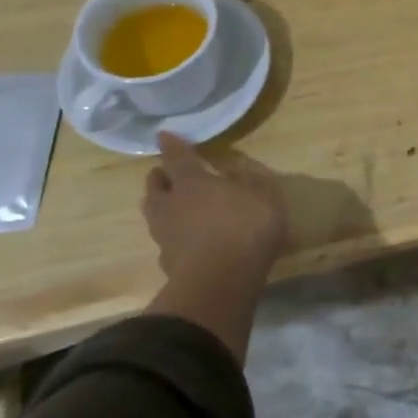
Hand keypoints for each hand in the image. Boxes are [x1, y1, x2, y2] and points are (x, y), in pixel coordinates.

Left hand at [143, 132, 288, 356]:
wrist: (220, 282)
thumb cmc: (246, 227)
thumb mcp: (264, 195)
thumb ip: (250, 179)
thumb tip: (234, 168)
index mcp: (193, 182)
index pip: (177, 157)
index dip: (172, 145)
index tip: (163, 134)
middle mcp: (172, 204)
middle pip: (155, 186)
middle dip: (160, 177)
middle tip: (168, 174)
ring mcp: (165, 235)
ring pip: (154, 214)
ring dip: (160, 206)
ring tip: (172, 206)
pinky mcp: (167, 263)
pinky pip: (165, 242)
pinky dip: (172, 237)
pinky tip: (183, 240)